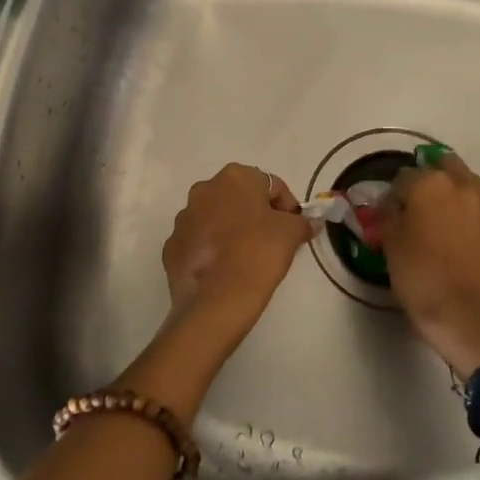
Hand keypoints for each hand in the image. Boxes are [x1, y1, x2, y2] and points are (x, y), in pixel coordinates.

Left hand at [158, 162, 312, 361]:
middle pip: (240, 198)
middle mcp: (204, 189)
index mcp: (235, 178)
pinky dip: (212, 249)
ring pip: (216, 217)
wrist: (215, 302)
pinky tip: (224, 269)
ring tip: (245, 257)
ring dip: (231, 230)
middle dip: (256, 214)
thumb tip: (308, 222)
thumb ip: (302, 222)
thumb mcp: (291, 234)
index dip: (287, 207)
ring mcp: (183, 218)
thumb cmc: (258, 254)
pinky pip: (199, 241)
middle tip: (271, 241)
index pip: (271, 185)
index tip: (294, 229)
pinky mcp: (172, 245)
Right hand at [380, 153, 479, 378]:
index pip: (404, 176)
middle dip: (430, 178)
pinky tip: (463, 239)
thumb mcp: (391, 244)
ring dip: (454, 193)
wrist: (466, 316)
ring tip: (442, 217)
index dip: (393, 193)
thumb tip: (389, 204)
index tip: (388, 211)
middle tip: (418, 203)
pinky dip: (472, 218)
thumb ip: (388, 216)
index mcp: (430, 184)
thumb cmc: (420, 276)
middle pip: (444, 166)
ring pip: (468, 186)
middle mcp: (462, 187)